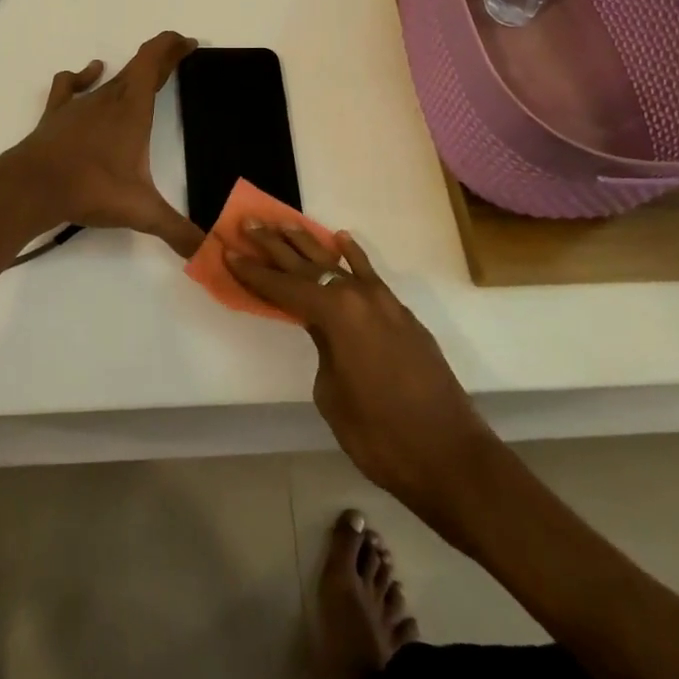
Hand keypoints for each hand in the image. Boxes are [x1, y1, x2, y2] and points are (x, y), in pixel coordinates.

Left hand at [3, 31, 205, 256]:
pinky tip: (90, 73)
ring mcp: (79, 104)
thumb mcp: (142, 211)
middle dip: (161, 59)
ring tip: (143, 74)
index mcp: (133, 108)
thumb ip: (178, 230)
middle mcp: (108, 97)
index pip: (155, 60)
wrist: (32, 187)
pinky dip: (83, 76)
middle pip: (138, 65)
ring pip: (110, 77)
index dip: (172, 46)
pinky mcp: (56, 114)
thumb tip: (209, 252)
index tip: (189, 42)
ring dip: (130, 72)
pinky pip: (71, 85)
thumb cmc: (91, 189)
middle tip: (178, 56)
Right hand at [227, 226, 493, 522]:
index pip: (283, 288)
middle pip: (307, 265)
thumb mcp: (331, 394)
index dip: (253, 273)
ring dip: (309, 244)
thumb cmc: (379, 435)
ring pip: (338, 263)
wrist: (450, 456)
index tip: (229, 252)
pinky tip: (342, 241)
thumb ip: (323, 349)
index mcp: (335, 314)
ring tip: (284, 223)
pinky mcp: (402, 315)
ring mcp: (384, 302)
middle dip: (275, 245)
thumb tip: (327, 333)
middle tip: (248, 223)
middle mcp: (358, 297)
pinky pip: (370, 275)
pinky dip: (354, 257)